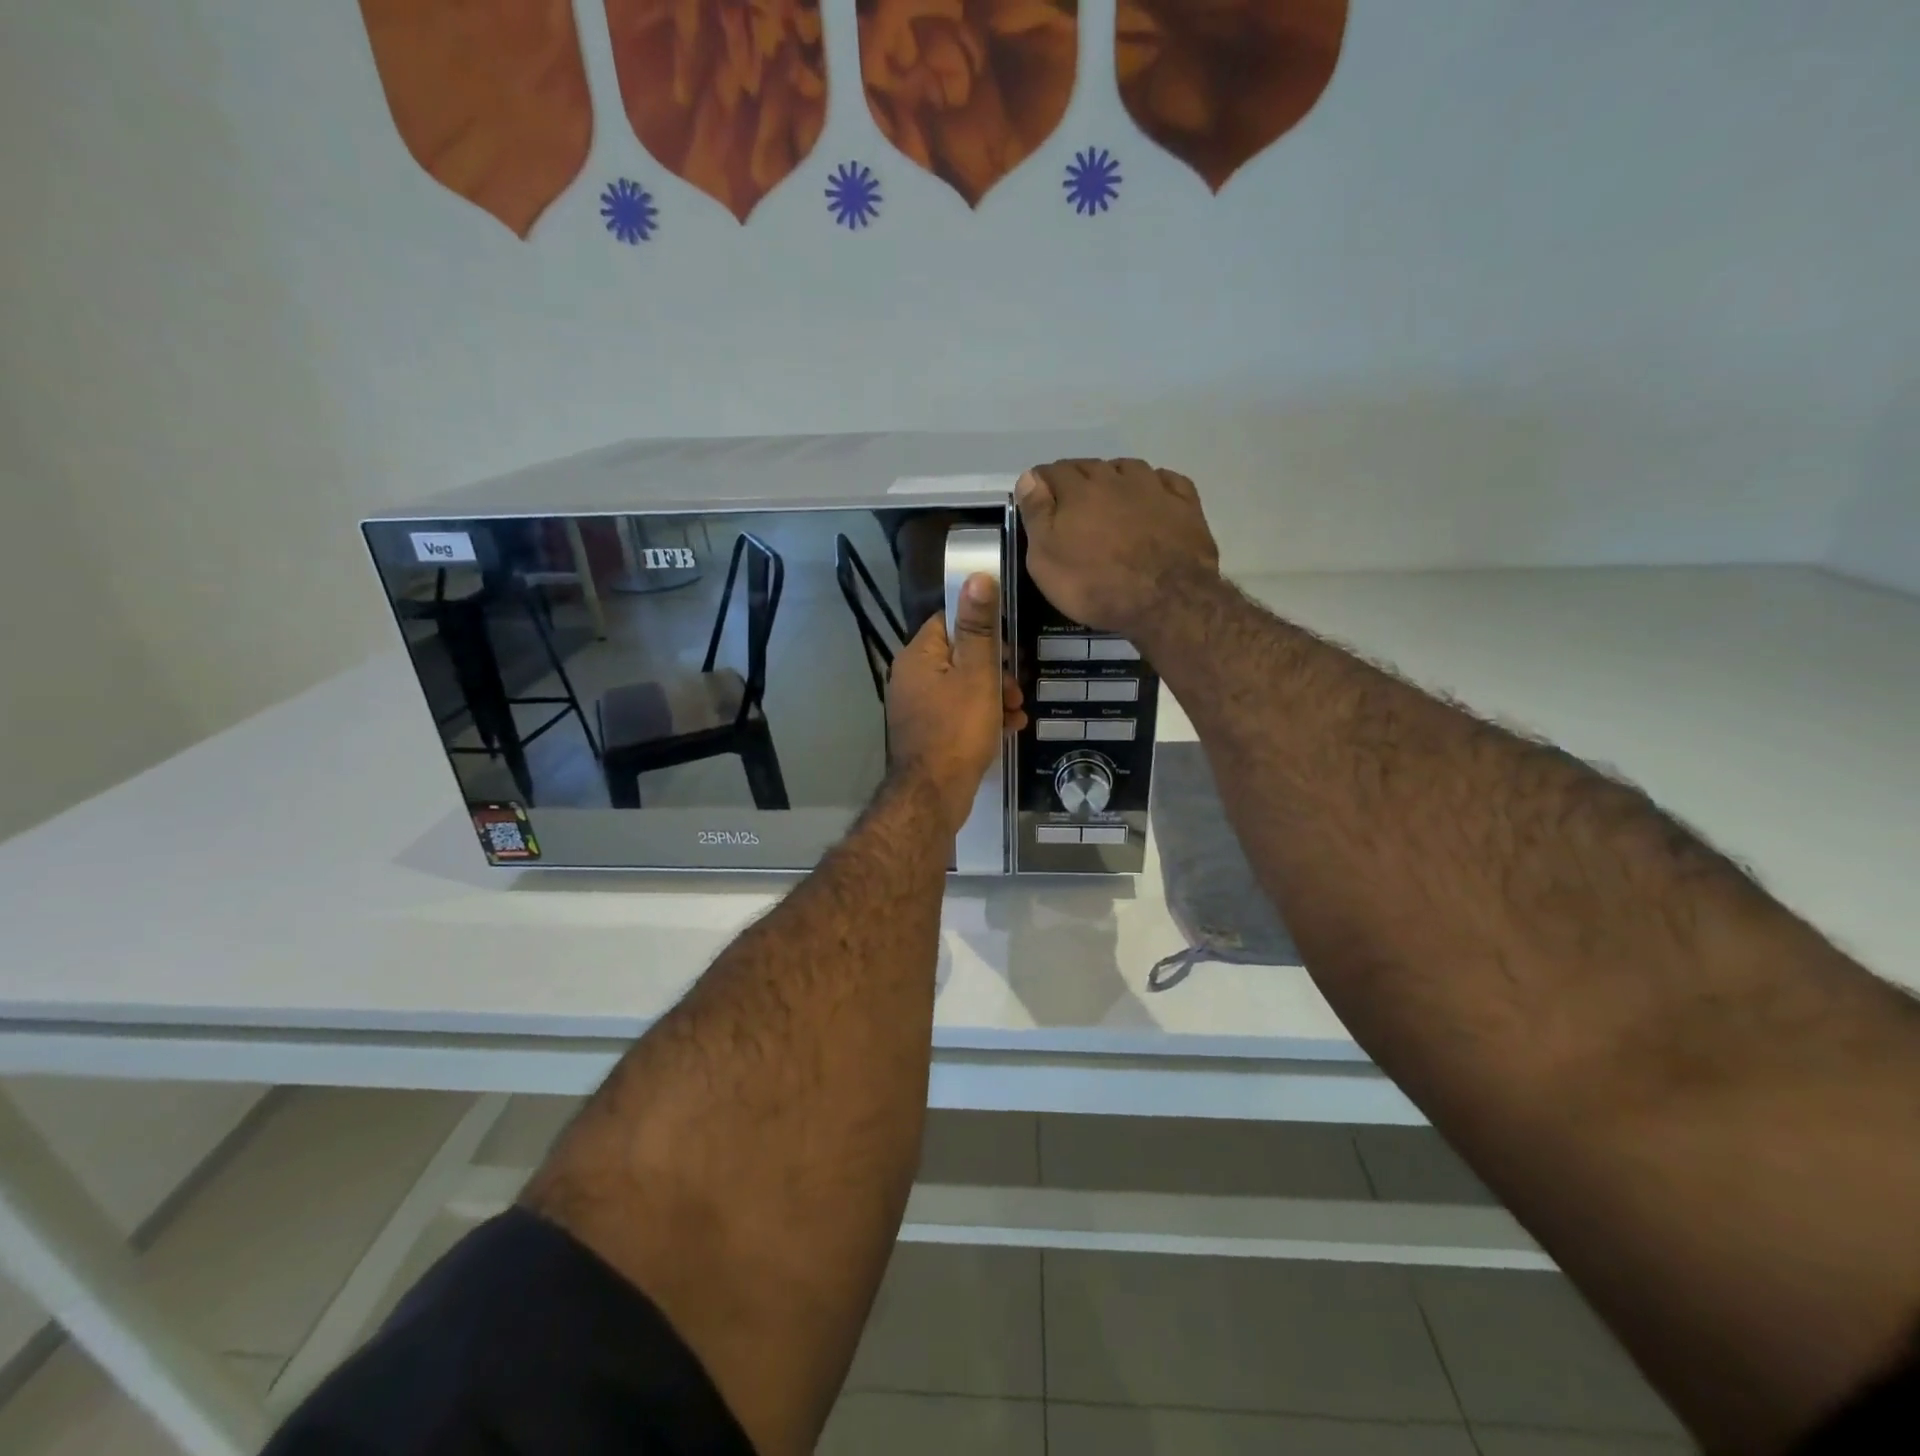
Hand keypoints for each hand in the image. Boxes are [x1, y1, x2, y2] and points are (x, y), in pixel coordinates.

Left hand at [887, 574, 1025, 833]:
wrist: (933, 794)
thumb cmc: (957, 728)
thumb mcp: (976, 673)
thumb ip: (978, 627)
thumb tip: (976, 575)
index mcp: (918, 656)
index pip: (948, 622)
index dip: (982, 630)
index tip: (1007, 647)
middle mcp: (911, 677)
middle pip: (959, 657)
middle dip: (995, 670)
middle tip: (1017, 689)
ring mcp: (916, 708)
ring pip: (962, 688)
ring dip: (994, 696)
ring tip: (1017, 713)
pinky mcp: (926, 733)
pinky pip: (957, 713)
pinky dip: (982, 717)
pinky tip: (1007, 730)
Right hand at [1015, 458, 1219, 638]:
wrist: (1167, 601)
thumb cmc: (1096, 585)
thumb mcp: (1046, 560)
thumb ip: (1037, 515)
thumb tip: (1029, 478)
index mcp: (1078, 490)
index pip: (1051, 472)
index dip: (1040, 484)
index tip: (1036, 501)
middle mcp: (1115, 478)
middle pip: (1089, 466)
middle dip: (1075, 480)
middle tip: (1070, 506)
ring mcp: (1154, 488)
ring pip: (1127, 468)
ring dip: (1113, 478)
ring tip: (1109, 500)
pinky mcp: (1185, 504)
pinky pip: (1165, 481)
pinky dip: (1153, 485)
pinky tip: (1151, 499)